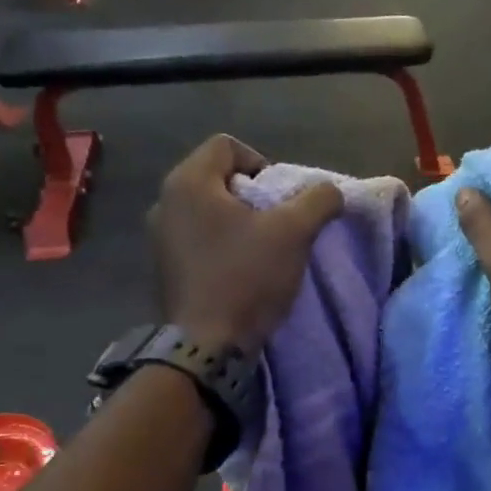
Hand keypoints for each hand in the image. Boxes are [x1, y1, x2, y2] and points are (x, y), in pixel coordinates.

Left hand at [150, 135, 343, 352]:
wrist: (207, 344)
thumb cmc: (247, 277)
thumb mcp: (293, 232)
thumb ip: (318, 200)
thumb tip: (331, 191)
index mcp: (188, 182)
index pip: (227, 145)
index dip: (263, 163)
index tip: (281, 198)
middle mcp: (164, 201)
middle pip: (218, 178)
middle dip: (254, 196)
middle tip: (277, 224)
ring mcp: (159, 236)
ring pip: (208, 210)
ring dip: (239, 222)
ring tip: (263, 249)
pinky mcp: (164, 266)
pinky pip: (198, 238)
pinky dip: (222, 244)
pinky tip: (241, 270)